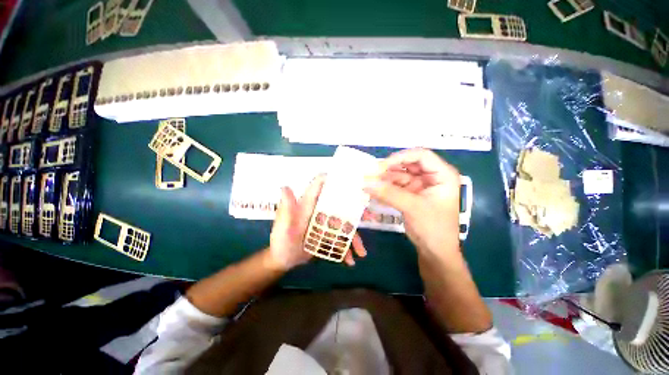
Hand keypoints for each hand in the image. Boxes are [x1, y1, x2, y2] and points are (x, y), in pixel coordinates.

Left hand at [269, 174, 366, 269]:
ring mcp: (325, 222)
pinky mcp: (328, 234)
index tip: (351, 182)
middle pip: (340, 203)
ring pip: (344, 223)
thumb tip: (285, 186)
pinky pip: (341, 238)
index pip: (321, 184)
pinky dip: (347, 247)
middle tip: (370, 218)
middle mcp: (319, 209)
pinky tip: (350, 260)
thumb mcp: (284, 226)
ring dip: (355, 235)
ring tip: (362, 252)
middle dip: (356, 209)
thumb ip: (287, 208)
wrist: (283, 259)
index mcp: (309, 203)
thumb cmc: (282, 241)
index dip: (334, 179)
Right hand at [364, 148, 461, 257]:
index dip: (400, 157)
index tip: (381, 167)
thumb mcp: (412, 208)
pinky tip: (373, 191)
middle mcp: (431, 177)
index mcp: (442, 175)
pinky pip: (395, 187)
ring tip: (368, 184)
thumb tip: (366, 183)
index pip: (421, 155)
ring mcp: (420, 186)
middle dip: (389, 169)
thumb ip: (389, 193)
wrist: (435, 252)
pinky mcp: (410, 195)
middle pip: (408, 164)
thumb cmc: (433, 228)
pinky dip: (385, 188)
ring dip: (384, 179)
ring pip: (399, 175)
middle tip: (370, 175)